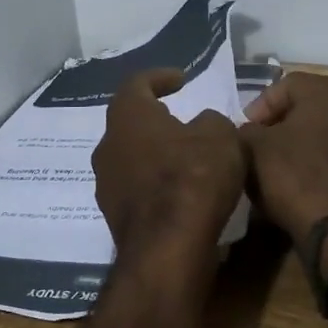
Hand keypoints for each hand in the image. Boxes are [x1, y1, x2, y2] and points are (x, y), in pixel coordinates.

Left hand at [92, 69, 245, 252]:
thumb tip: (202, 125)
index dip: (160, 77)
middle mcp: (107, 146)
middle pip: (129, 124)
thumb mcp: (220, 136)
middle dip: (155, 120)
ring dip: (155, 154)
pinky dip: (156, 184)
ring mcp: (106, 184)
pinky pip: (137, 189)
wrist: (168, 249)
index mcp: (128, 117)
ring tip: (185, 158)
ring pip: (131, 158)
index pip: (137, 84)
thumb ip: (211, 121)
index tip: (181, 79)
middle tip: (181, 120)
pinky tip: (181, 192)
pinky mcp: (115, 217)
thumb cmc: (193, 178)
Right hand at [239, 73, 327, 245]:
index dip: (261, 106)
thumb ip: (246, 130)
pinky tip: (305, 186)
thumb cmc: (294, 174)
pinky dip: (323, 167)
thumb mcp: (252, 147)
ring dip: (306, 146)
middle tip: (262, 145)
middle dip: (284, 125)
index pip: (287, 85)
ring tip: (282, 169)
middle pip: (311, 109)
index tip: (246, 130)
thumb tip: (250, 133)